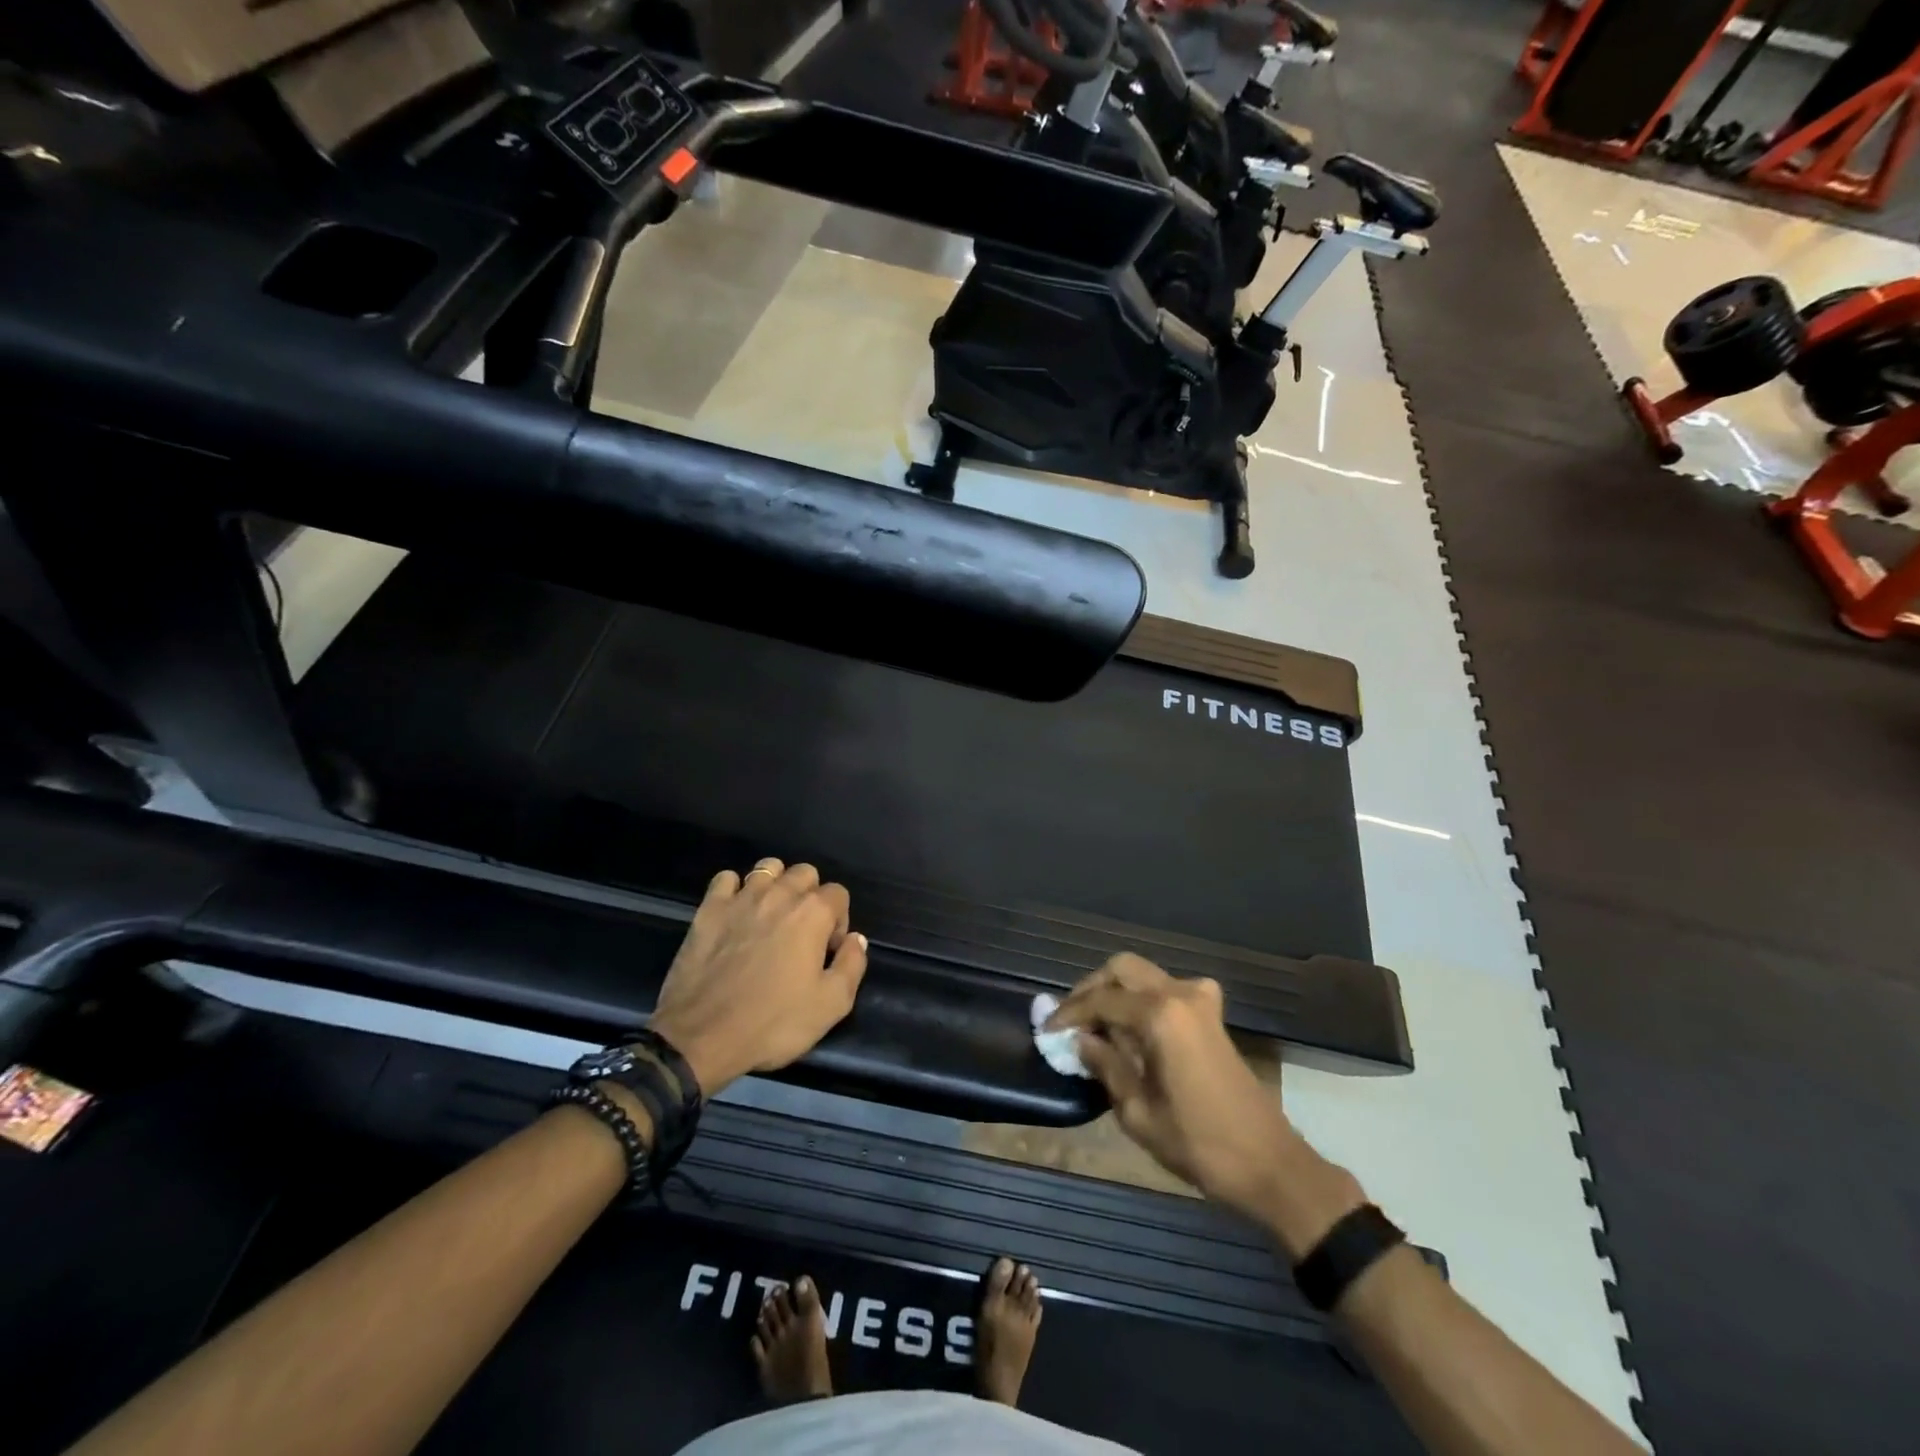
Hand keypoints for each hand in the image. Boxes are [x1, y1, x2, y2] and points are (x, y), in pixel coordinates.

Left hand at [647, 858, 869, 1096]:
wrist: (701, 1037)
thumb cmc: (773, 1023)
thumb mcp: (831, 1005)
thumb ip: (852, 965)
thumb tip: (856, 938)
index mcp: (812, 913)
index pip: (838, 893)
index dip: (838, 921)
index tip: (827, 951)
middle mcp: (779, 894)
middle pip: (805, 873)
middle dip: (810, 896)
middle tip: (802, 933)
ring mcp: (741, 898)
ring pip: (768, 868)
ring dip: (776, 885)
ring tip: (771, 916)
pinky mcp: (709, 909)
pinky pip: (726, 879)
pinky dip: (735, 889)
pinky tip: (736, 913)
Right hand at [1047, 954, 1360, 1244]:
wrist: (1269, 1163)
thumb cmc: (1199, 1144)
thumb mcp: (1138, 1113)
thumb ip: (1105, 1066)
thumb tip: (1080, 1040)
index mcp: (1160, 1015)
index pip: (1101, 1000)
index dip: (1069, 1014)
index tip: (1047, 1031)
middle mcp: (1179, 994)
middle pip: (1122, 968)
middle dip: (1091, 988)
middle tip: (1071, 1018)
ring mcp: (1200, 1000)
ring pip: (1145, 974)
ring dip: (1116, 990)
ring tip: (1096, 1024)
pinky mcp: (1212, 1015)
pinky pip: (1167, 989)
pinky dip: (1143, 998)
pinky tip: (1134, 1028)